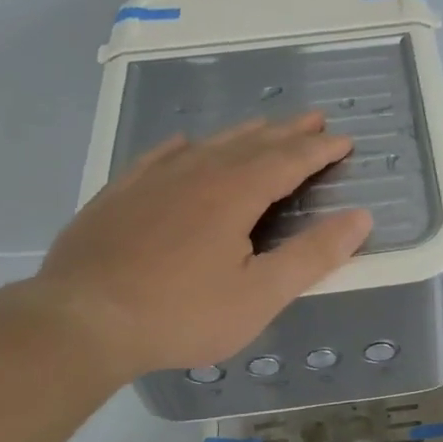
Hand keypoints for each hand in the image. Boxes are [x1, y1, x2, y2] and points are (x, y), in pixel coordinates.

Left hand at [20, 111, 370, 379]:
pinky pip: (159, 157)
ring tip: (263, 127)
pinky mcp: (119, 195)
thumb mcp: (260, 295)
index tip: (344, 140)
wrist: (82, 321)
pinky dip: (183, 147)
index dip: (320, 150)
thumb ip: (312, 255)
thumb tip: (360, 217)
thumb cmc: (181, 314)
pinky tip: (184, 144)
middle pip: (251, 143)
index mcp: (234, 193)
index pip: (288, 160)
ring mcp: (152, 181)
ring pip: (208, 145)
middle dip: (287, 133)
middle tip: (313, 120)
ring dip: (242, 134)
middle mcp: (196, 173)